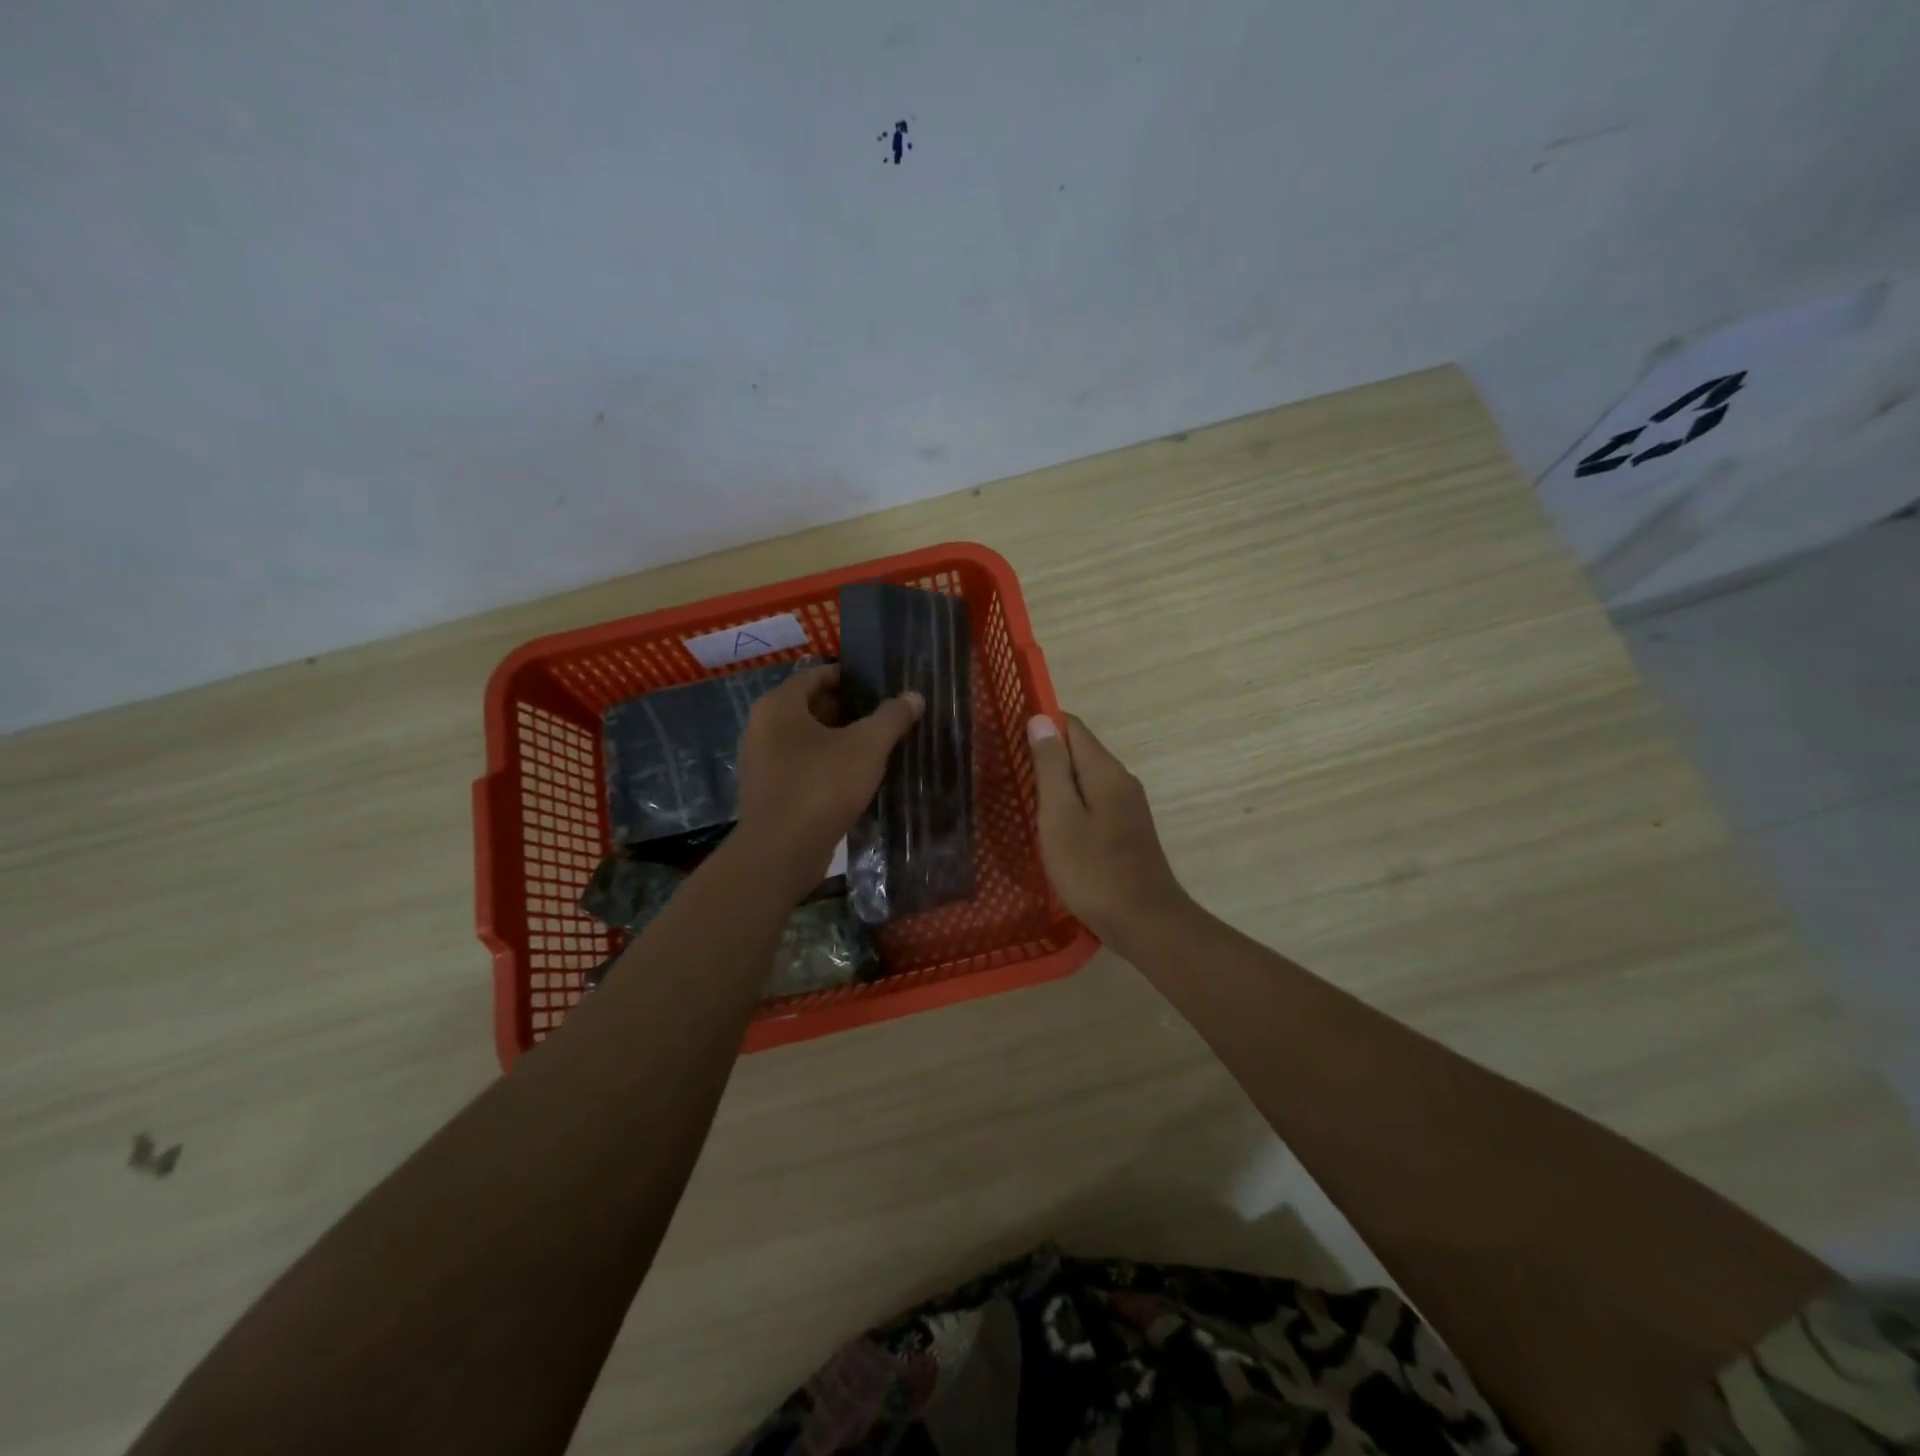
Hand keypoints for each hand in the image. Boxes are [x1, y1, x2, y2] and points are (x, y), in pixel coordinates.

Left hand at [735, 664, 921, 885]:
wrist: (782, 852)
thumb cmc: (822, 786)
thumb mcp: (867, 746)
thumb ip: (892, 717)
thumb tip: (913, 696)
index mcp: (778, 705)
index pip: (815, 675)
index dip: (848, 677)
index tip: (879, 685)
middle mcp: (761, 727)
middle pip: (810, 707)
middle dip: (847, 710)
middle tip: (883, 716)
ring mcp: (761, 763)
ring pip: (806, 740)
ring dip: (837, 741)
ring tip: (875, 747)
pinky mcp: (768, 793)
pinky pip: (801, 767)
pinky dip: (825, 766)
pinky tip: (854, 779)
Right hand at [1028, 713, 1190, 949]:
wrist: (1144, 921)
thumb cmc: (1093, 870)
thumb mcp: (1060, 816)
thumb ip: (1051, 767)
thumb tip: (1041, 719)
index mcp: (1105, 771)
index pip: (1073, 726)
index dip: (1042, 724)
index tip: (1009, 735)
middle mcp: (1121, 780)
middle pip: (1080, 751)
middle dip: (1047, 754)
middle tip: (1009, 770)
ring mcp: (1128, 806)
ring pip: (1086, 779)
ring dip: (1057, 781)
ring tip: (1023, 795)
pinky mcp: (1127, 830)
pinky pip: (1093, 801)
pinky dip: (1070, 804)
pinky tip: (1052, 825)